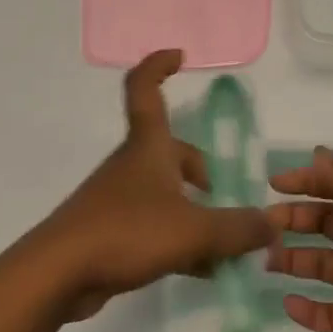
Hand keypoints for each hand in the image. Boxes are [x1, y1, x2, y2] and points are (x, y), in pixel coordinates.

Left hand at [38, 50, 275, 318]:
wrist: (59, 274)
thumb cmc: (127, 233)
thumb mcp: (195, 231)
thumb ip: (238, 228)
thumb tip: (272, 224)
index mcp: (148, 148)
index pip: (146, 90)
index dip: (159, 66)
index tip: (180, 56)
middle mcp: (131, 166)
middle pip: (167, 150)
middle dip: (197, 167)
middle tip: (219, 192)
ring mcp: (118, 199)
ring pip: (163, 192)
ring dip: (193, 210)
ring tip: (224, 244)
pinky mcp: (111, 232)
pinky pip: (154, 226)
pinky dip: (180, 239)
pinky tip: (202, 270)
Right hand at [266, 148, 332, 331]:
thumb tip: (319, 153)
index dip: (307, 183)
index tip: (274, 184)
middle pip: (324, 227)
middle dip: (294, 223)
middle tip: (262, 227)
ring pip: (322, 267)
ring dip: (295, 263)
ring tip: (267, 262)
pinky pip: (330, 313)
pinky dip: (309, 311)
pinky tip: (288, 305)